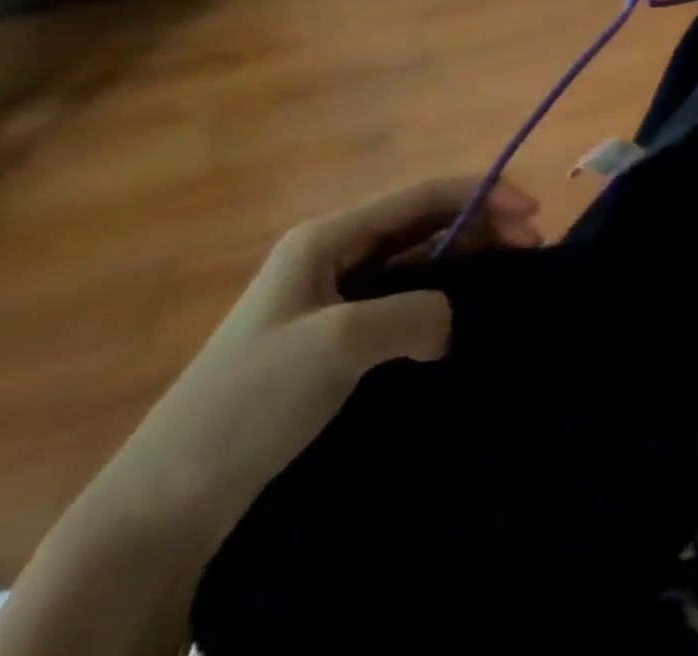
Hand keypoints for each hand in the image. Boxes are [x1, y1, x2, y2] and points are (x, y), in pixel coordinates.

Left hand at [0, 177, 539, 655]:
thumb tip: (450, 321)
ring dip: (468, 262)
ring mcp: (335, 299)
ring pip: (420, 261)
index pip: (423, 195)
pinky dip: (444, 299)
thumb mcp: (340, 344)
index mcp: (329, 237)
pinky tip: (465, 318)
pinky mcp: (337, 342)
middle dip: (483, 225)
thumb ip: (416, 313)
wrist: (165, 504)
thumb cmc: (250, 402)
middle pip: (426, 222)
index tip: (532, 214)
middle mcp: (335, 256)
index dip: (483, 193)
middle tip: (532, 248)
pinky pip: (405, 301)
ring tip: (511, 279)